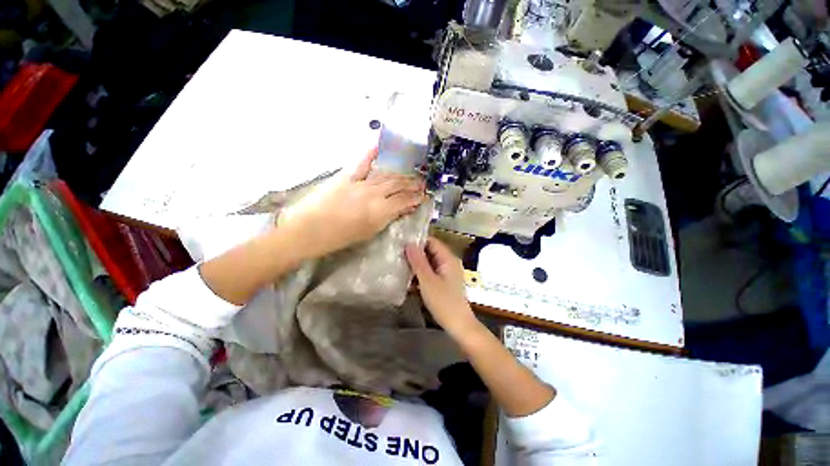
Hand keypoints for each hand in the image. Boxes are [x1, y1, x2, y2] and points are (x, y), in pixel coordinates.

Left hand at [284, 148, 425, 257]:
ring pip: (386, 175)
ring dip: (400, 174)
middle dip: (412, 184)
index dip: (416, 198)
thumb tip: (401, 209)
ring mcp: (360, 183)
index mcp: (379, 212)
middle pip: (398, 185)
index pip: (404, 201)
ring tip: (410, 174)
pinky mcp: (346, 176)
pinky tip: (380, 145)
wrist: (308, 231)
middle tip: (421, 183)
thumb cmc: (339, 238)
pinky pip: (362, 162)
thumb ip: (387, 218)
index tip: (423, 196)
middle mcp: (373, 194)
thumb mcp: (369, 232)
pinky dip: (371, 153)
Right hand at [405, 237, 479, 337]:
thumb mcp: (428, 281)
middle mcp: (448, 262)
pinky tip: (409, 277)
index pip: (431, 241)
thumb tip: (408, 243)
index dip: (417, 241)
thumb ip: (418, 262)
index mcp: (448, 258)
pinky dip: (421, 273)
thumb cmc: (444, 302)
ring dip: (416, 264)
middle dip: (414, 253)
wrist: (459, 325)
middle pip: (430, 251)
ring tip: (400, 265)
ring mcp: (447, 272)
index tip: (401, 243)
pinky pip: (430, 271)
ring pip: (429, 262)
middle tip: (397, 255)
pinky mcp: (444, 281)